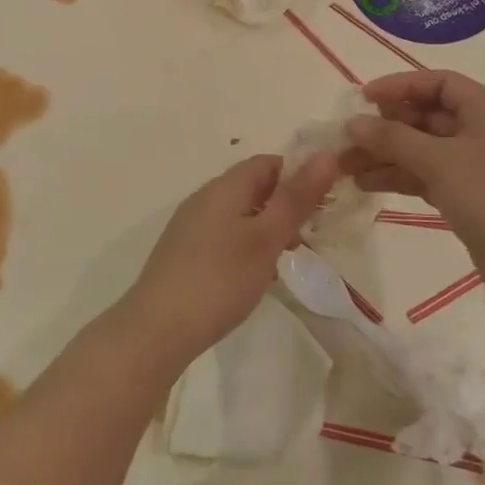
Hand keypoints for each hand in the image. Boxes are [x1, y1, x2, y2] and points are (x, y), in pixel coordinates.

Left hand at [119, 152, 339, 369]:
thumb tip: (326, 155)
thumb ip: (296, 198)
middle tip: (310, 234)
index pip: (267, 162)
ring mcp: (190, 226)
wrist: (157, 329)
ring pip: (238, 214)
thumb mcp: (266, 238)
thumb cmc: (220, 279)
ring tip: (286, 258)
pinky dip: (245, 246)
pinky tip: (254, 275)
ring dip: (266, 228)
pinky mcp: (183, 253)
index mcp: (223, 187)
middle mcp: (204, 199)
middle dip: (284, 204)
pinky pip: (223, 236)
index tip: (324, 202)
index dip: (298, 174)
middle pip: (252, 187)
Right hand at [342, 70, 484, 298]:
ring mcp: (476, 169)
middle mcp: (482, 133)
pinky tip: (366, 184)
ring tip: (345, 167)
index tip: (361, 98)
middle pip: (426, 117)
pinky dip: (399, 178)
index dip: (400, 85)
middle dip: (385, 126)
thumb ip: (393, 138)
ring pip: (422, 150)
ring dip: (386, 155)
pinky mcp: (469, 199)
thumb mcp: (440, 161)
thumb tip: (353, 122)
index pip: (438, 83)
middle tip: (346, 139)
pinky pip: (426, 177)